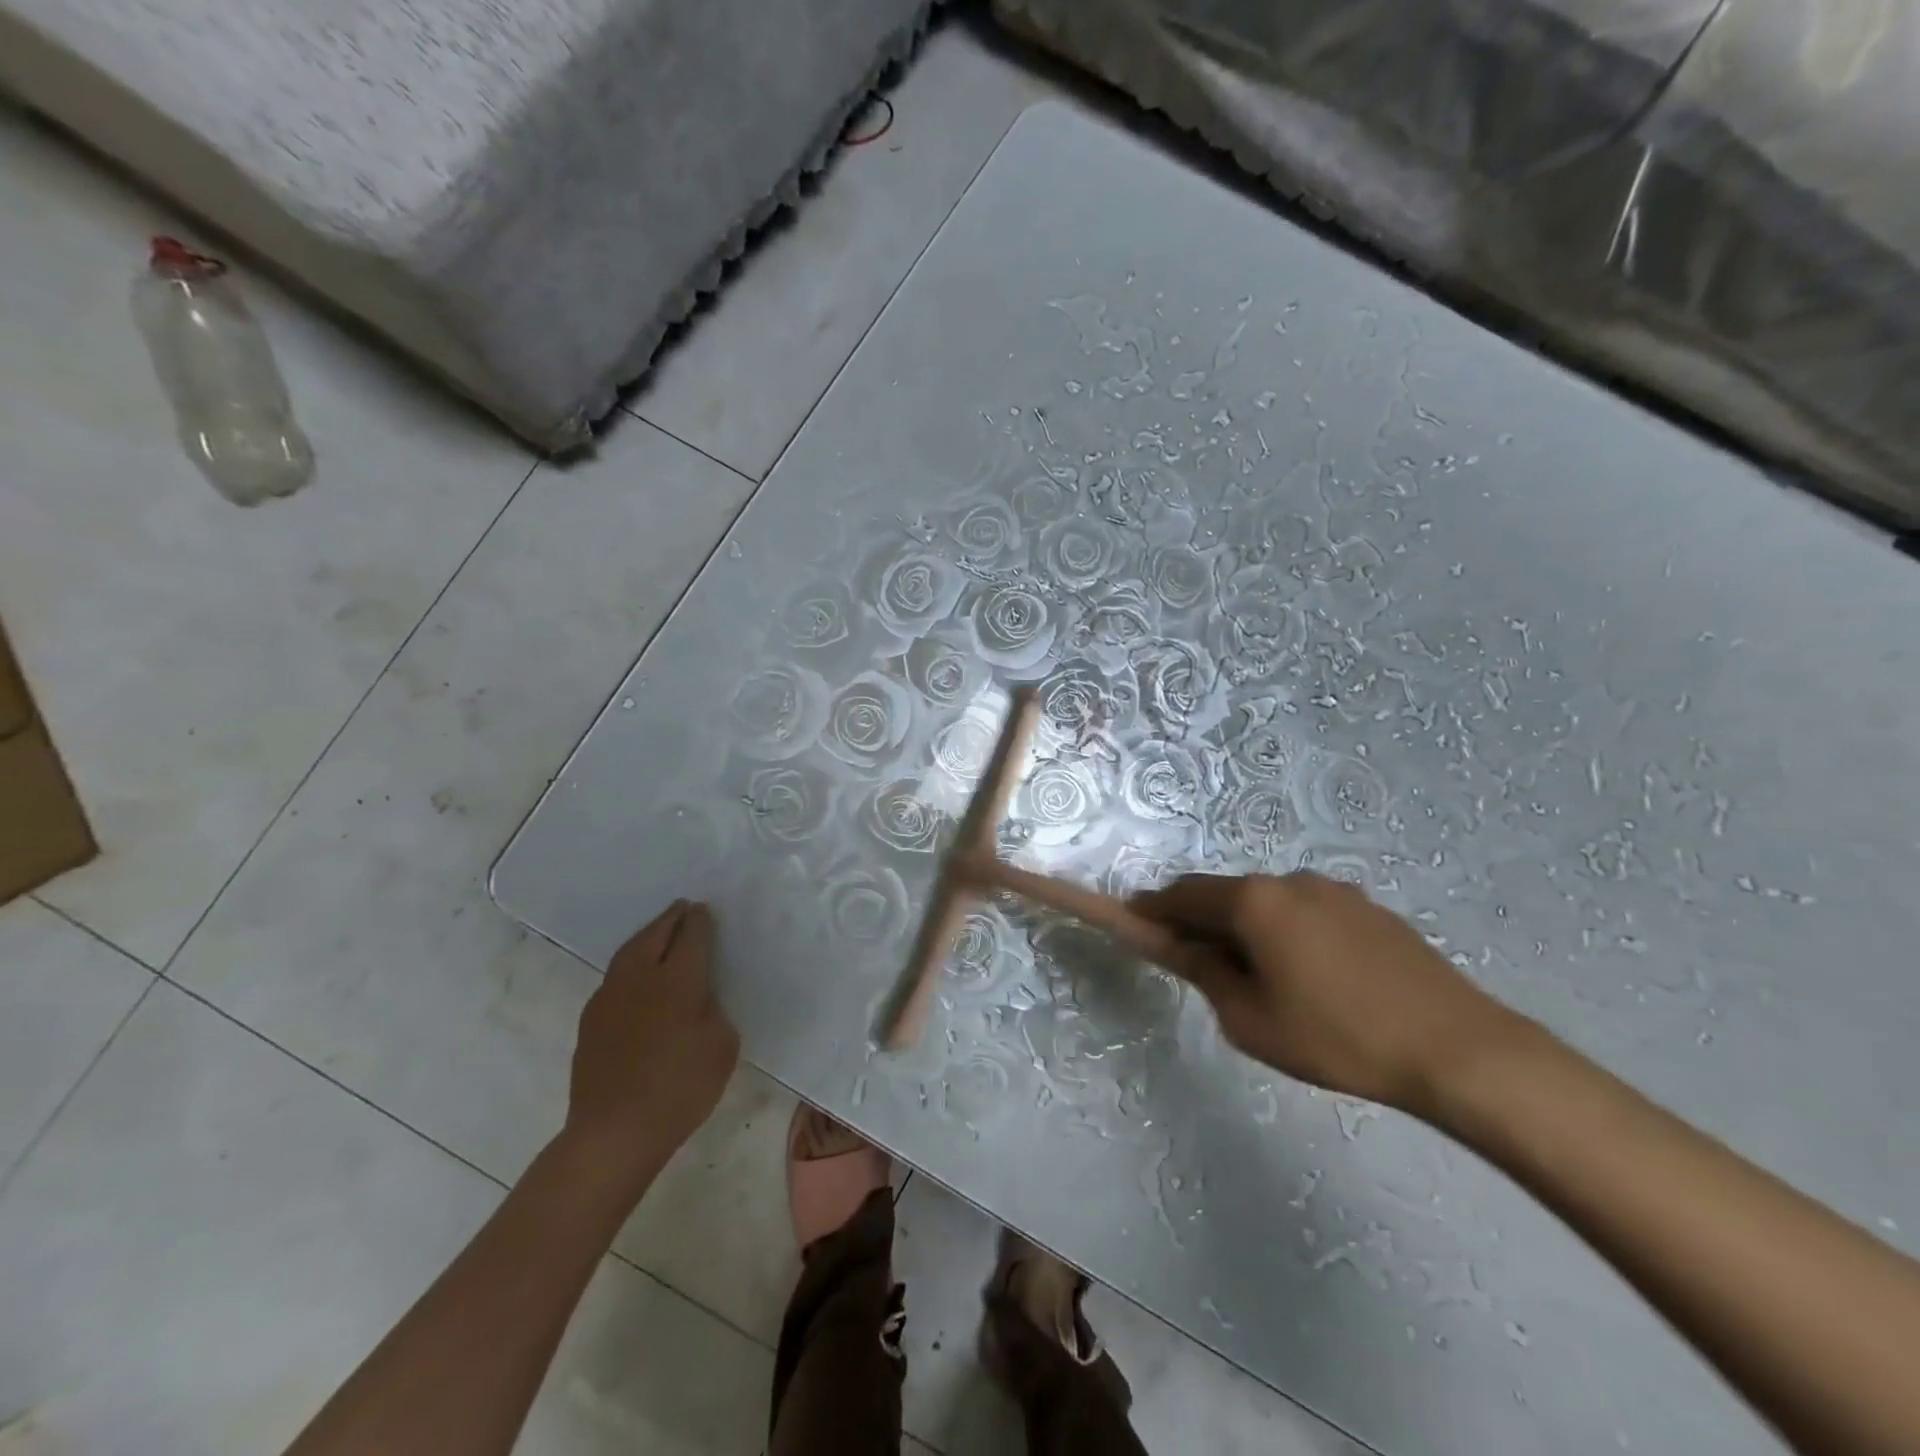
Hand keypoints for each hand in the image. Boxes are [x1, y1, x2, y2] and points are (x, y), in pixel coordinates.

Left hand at [564, 900, 738, 1180]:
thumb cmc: (680, 1088)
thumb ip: (714, 1011)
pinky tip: (637, 978)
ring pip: (629, 953)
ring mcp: (609, 998)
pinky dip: (630, 966)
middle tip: (682, 908)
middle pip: (655, 935)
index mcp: (678, 981)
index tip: (704, 910)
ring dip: (647, 937)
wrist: (614, 1133)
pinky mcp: (591, 1021)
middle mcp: (641, 978)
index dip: (700, 921)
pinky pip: (615, 978)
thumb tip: (699, 998)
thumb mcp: (722, 1046)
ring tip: (659, 933)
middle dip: (670, 918)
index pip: (692, 937)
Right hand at [1132, 872, 1522, 1113]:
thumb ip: (1205, 973)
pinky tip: (1309, 974)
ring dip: (1248, 927)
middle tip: (1196, 962)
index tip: (1134, 922)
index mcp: (1254, 902)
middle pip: (1226, 895)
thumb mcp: (1250, 1020)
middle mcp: (1290, 881)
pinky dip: (1287, 931)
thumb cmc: (1337, 1038)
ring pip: (1269, 903)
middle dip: (1202, 921)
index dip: (1153, 909)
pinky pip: (1308, 912)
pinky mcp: (1370, 908)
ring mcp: (1334, 890)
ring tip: (1260, 977)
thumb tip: (1180, 947)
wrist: (1457, 1048)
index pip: (1183, 894)